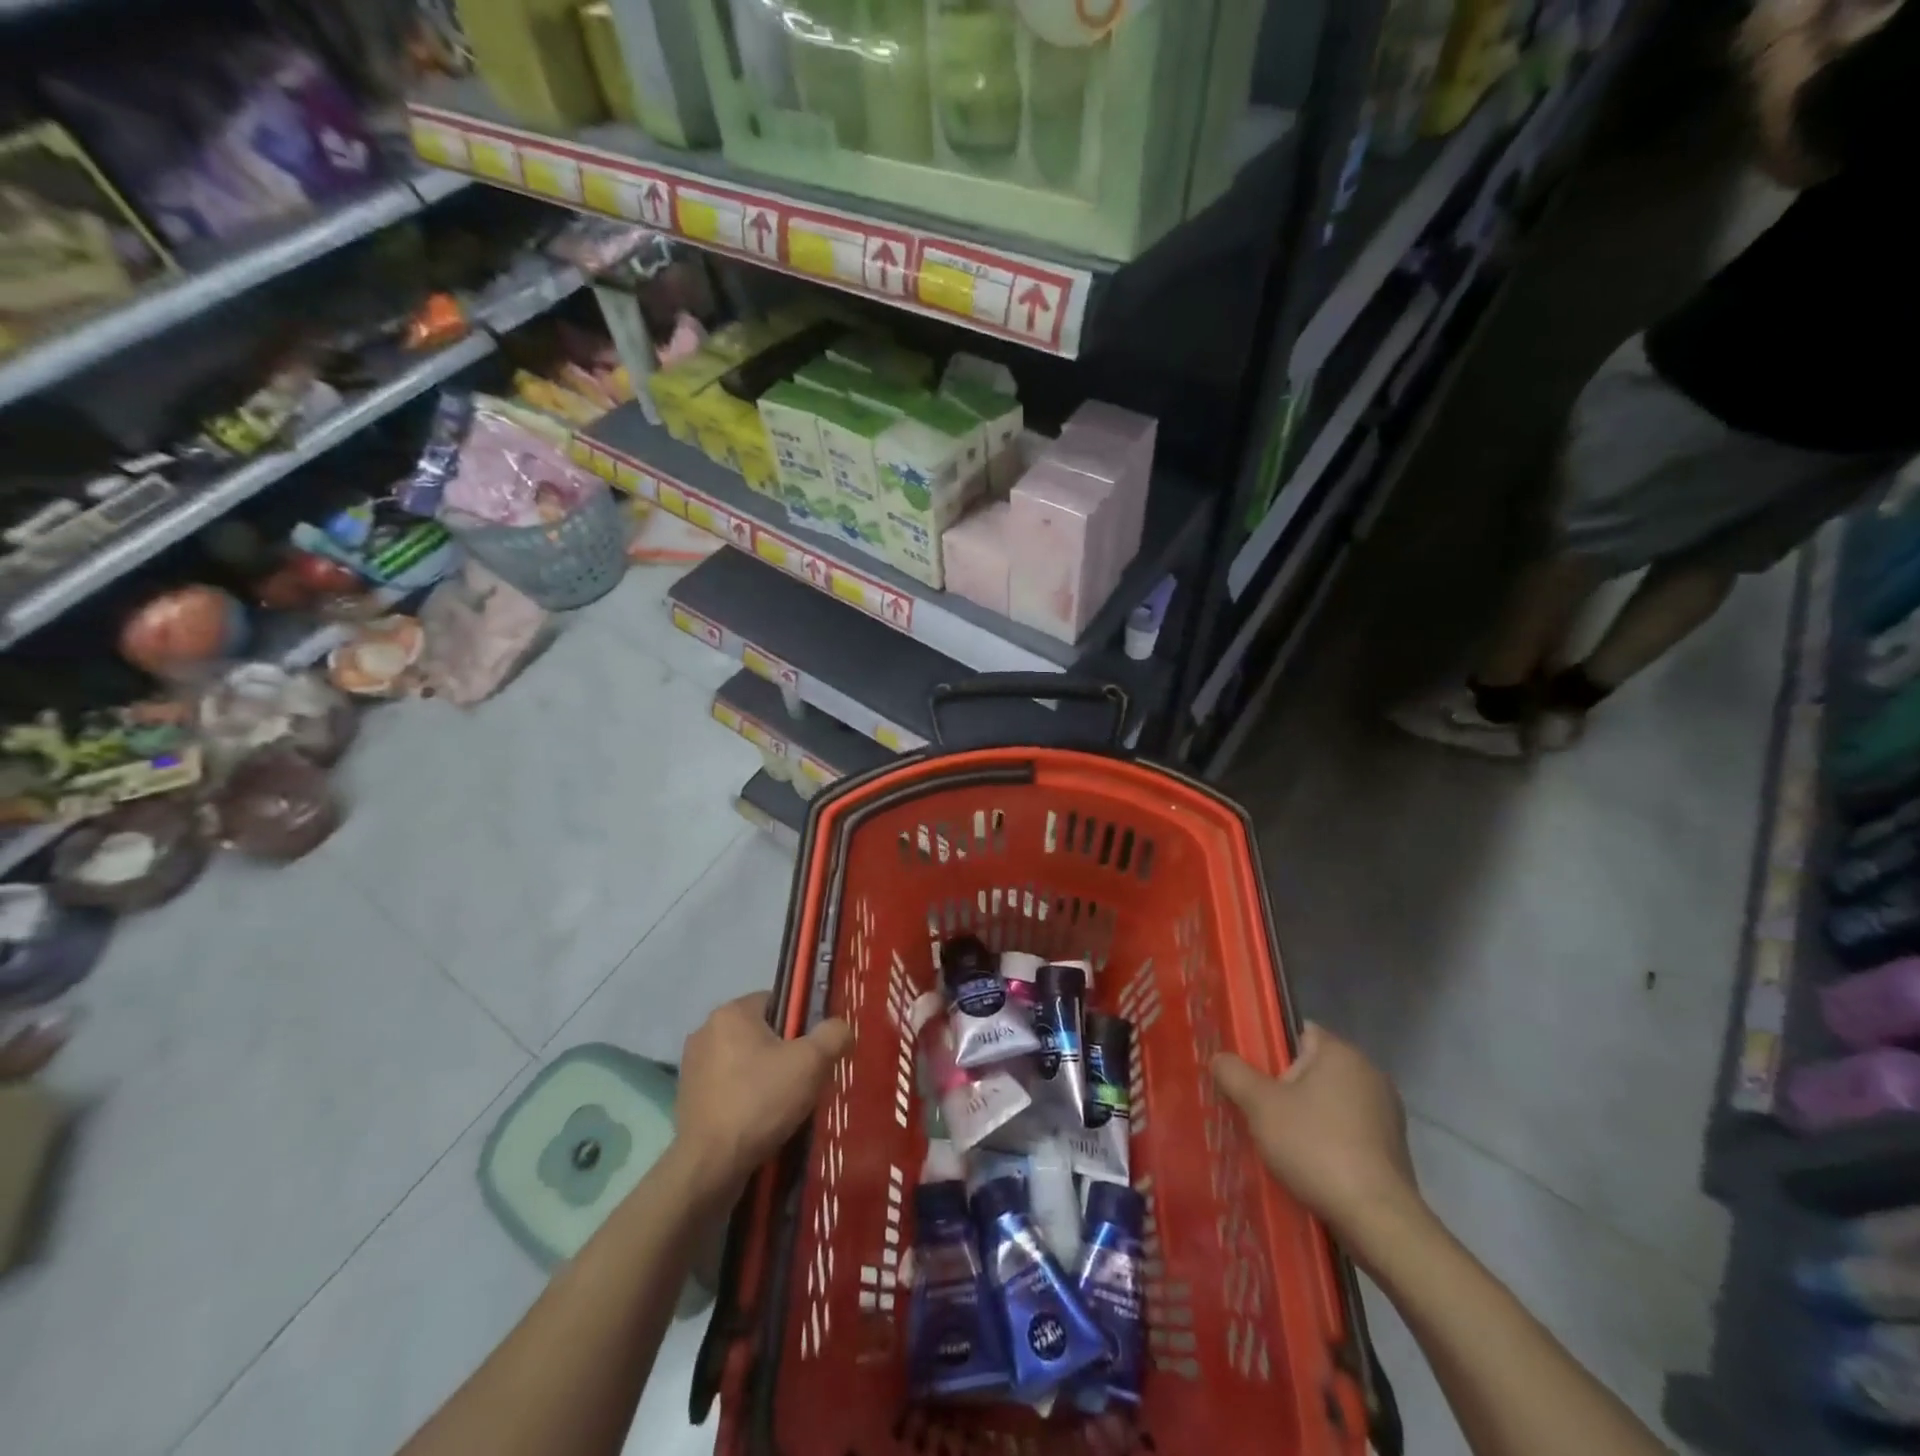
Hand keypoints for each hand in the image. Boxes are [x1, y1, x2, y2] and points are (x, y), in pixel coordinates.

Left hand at [673, 994, 851, 1202]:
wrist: (709, 1167)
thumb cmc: (760, 1102)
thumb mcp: (812, 1063)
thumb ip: (833, 1035)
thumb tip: (840, 1028)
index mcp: (732, 1012)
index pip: (777, 1001)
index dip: (801, 1024)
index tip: (813, 1052)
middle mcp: (706, 1030)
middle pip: (761, 1032)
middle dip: (783, 1052)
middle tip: (804, 1080)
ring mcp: (692, 1065)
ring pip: (744, 1061)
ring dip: (763, 1076)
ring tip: (784, 1105)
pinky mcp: (687, 1097)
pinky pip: (728, 1086)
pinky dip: (744, 1097)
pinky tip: (760, 1121)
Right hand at [1211, 1025, 1422, 1255]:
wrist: (1377, 1220)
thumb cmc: (1316, 1147)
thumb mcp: (1260, 1106)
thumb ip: (1234, 1074)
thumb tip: (1220, 1058)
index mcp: (1341, 1053)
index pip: (1298, 1033)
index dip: (1270, 1051)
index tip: (1249, 1076)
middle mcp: (1370, 1074)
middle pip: (1312, 1070)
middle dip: (1284, 1089)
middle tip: (1256, 1112)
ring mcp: (1386, 1114)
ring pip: (1330, 1103)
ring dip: (1306, 1118)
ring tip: (1278, 1143)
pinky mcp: (1392, 1149)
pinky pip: (1348, 1132)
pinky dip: (1328, 1142)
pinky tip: (1309, 1165)